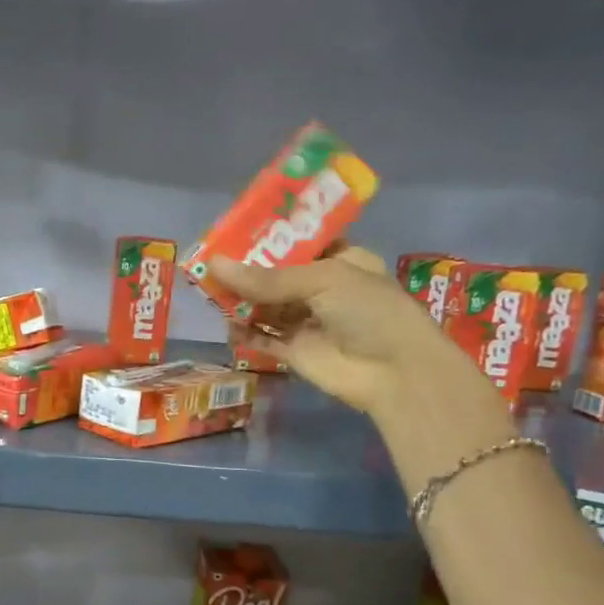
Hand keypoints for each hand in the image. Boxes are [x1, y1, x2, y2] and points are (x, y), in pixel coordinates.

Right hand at [213, 246, 456, 414]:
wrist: (395, 372)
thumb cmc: (369, 310)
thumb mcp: (321, 280)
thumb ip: (266, 278)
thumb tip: (213, 265)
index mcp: (340, 260)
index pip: (298, 243)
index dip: (268, 238)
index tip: (233, 232)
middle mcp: (322, 289)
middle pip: (275, 276)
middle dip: (245, 270)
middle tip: (209, 262)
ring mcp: (307, 321)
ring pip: (265, 307)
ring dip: (241, 301)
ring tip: (209, 292)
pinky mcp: (294, 351)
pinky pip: (262, 338)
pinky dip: (243, 333)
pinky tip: (225, 325)